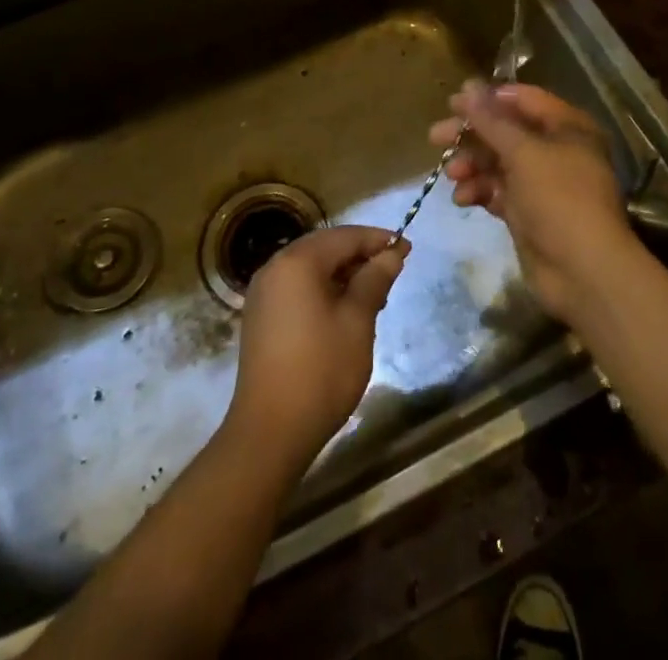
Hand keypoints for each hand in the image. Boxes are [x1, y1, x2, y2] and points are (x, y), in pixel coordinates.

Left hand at [226, 225, 408, 466]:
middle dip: (360, 255)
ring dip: (343, 274)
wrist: (269, 432)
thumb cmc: (321, 370)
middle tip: (393, 269)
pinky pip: (298, 288)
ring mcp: (263, 293)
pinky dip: (323, 289)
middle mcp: (275, 268)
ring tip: (375, 293)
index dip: (377, 240)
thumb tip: (391, 254)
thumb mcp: (357, 322)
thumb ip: (374, 280)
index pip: (344, 236)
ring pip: (311, 269)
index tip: (406, 248)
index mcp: (297, 262)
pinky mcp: (261, 317)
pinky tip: (345, 310)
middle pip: (325, 248)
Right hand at [430, 81, 638, 322]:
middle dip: (471, 135)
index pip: (524, 100)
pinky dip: (479, 191)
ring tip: (451, 174)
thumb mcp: (523, 152)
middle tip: (436, 136)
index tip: (453, 102)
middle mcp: (556, 151)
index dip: (489, 98)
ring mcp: (542, 184)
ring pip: (498, 163)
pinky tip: (462, 199)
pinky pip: (498, 192)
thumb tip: (468, 87)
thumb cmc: (559, 198)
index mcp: (567, 128)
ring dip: (472, 165)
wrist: (583, 272)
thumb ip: (491, 120)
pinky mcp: (528, 213)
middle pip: (506, 132)